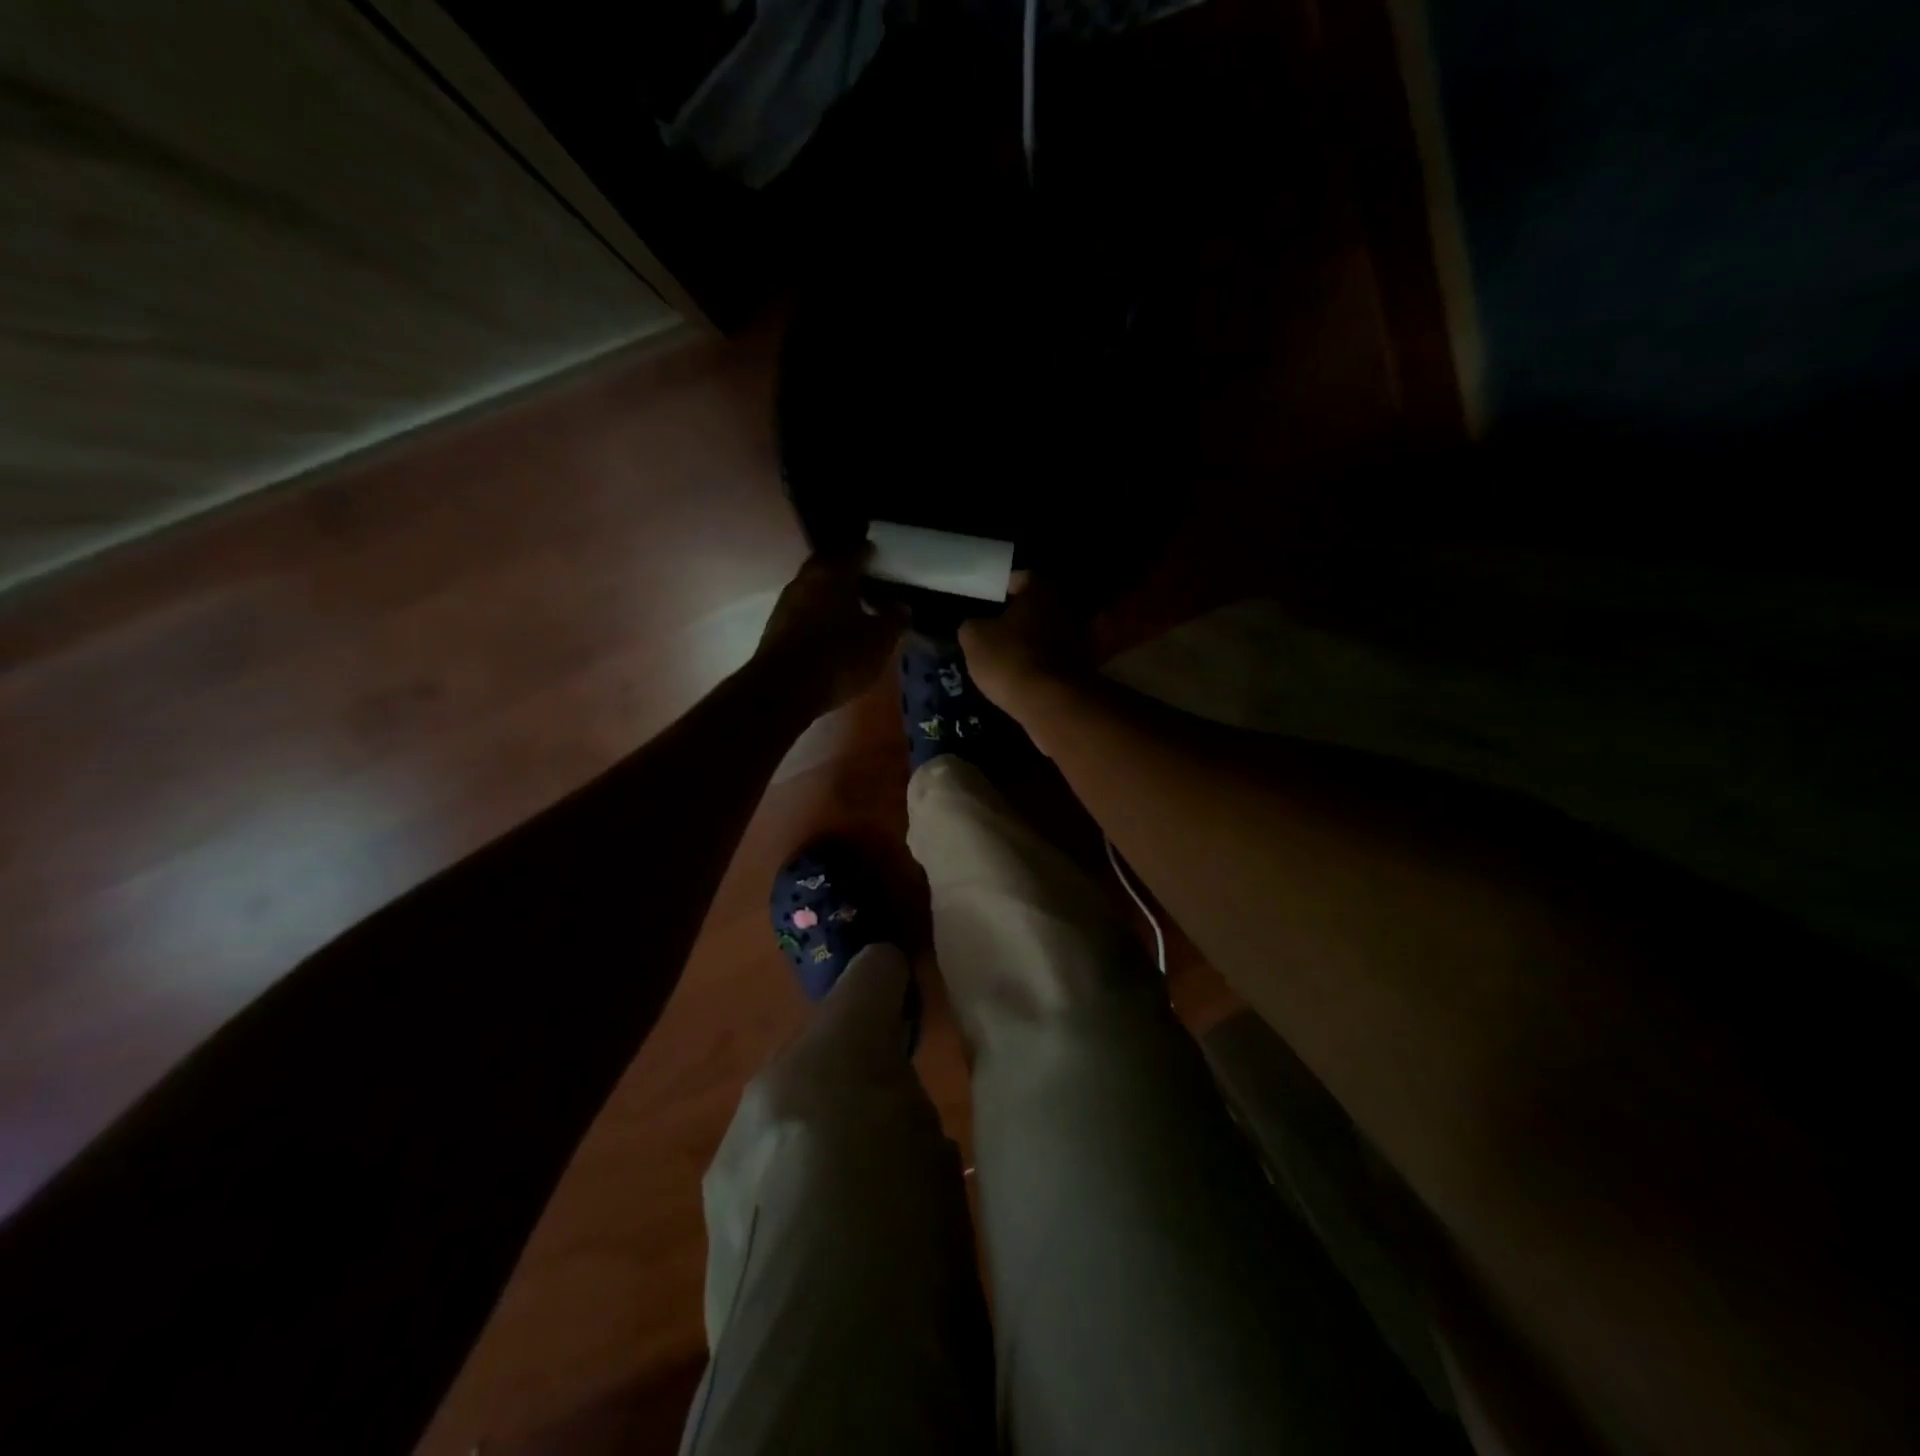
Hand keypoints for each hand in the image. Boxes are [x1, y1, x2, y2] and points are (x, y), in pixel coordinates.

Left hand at [756, 549, 909, 711]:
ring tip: (850, 608)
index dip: (871, 554)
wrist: (784, 689)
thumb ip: (894, 620)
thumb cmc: (839, 656)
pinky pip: (803, 611)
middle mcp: (806, 579)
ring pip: (814, 589)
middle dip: (847, 572)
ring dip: (830, 594)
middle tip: (867, 583)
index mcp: (834, 573)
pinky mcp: (775, 627)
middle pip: (829, 566)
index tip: (882, 560)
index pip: (856, 552)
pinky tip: (830, 630)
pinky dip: (818, 614)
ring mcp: (786, 603)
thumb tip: (901, 606)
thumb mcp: (880, 642)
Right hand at [959, 574, 1092, 715]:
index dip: (1005, 587)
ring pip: (1050, 635)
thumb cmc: (1010, 659)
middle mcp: (1064, 610)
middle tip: (999, 628)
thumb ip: (972, 625)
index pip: (1022, 578)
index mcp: (1040, 592)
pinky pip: (1057, 662)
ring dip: (1035, 643)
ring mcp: (1079, 641)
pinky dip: (1044, 667)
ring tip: (1011, 656)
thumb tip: (975, 626)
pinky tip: (1026, 677)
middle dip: (1022, 616)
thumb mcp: (974, 638)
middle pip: (1040, 607)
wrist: (1051, 703)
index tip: (992, 599)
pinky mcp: (1083, 671)